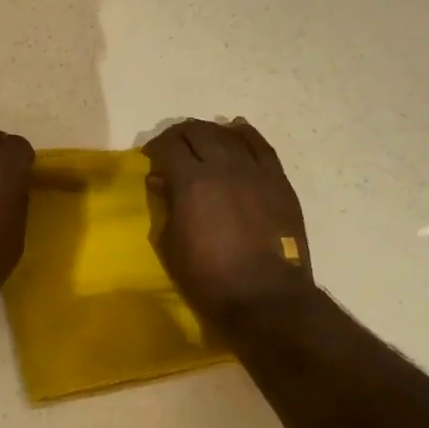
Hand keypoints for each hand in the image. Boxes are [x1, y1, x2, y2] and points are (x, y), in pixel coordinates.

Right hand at [144, 118, 315, 330]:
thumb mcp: (172, 245)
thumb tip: (160, 179)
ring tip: (202, 140)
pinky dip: (245, 134)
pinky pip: (261, 146)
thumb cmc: (209, 278)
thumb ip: (166, 206)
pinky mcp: (277, 180)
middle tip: (172, 147)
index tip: (151, 158)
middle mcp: (222, 166)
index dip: (155, 148)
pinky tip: (236, 131)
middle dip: (179, 134)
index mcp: (191, 182)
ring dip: (210, 132)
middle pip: (197, 132)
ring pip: (228, 134)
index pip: (169, 147)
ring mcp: (254, 171)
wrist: (266, 296)